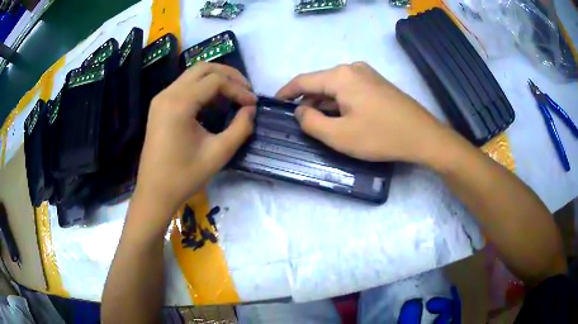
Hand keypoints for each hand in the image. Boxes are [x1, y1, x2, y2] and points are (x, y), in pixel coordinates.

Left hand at [134, 62, 256, 221]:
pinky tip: (214, 101)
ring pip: (192, 74)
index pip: (215, 81)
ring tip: (234, 93)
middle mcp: (167, 94)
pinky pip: (184, 86)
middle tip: (246, 90)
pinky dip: (202, 87)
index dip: (238, 89)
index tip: (253, 104)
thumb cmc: (184, 177)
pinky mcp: (159, 106)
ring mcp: (161, 99)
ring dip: (215, 79)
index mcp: (179, 104)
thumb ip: (240, 128)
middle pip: (203, 69)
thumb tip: (251, 110)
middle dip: (228, 75)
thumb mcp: (218, 154)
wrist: (154, 193)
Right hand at [276, 62, 449, 164]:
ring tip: (318, 123)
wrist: (423, 136)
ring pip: (335, 87)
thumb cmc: (381, 136)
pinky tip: (340, 118)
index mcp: (340, 76)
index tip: (274, 104)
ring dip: (324, 104)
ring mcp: (367, 74)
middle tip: (298, 122)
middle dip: (307, 102)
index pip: (302, 80)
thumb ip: (311, 122)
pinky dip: (339, 103)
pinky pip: (349, 90)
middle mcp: (352, 68)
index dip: (286, 92)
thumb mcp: (339, 136)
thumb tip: (300, 111)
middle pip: (320, 83)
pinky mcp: (377, 83)